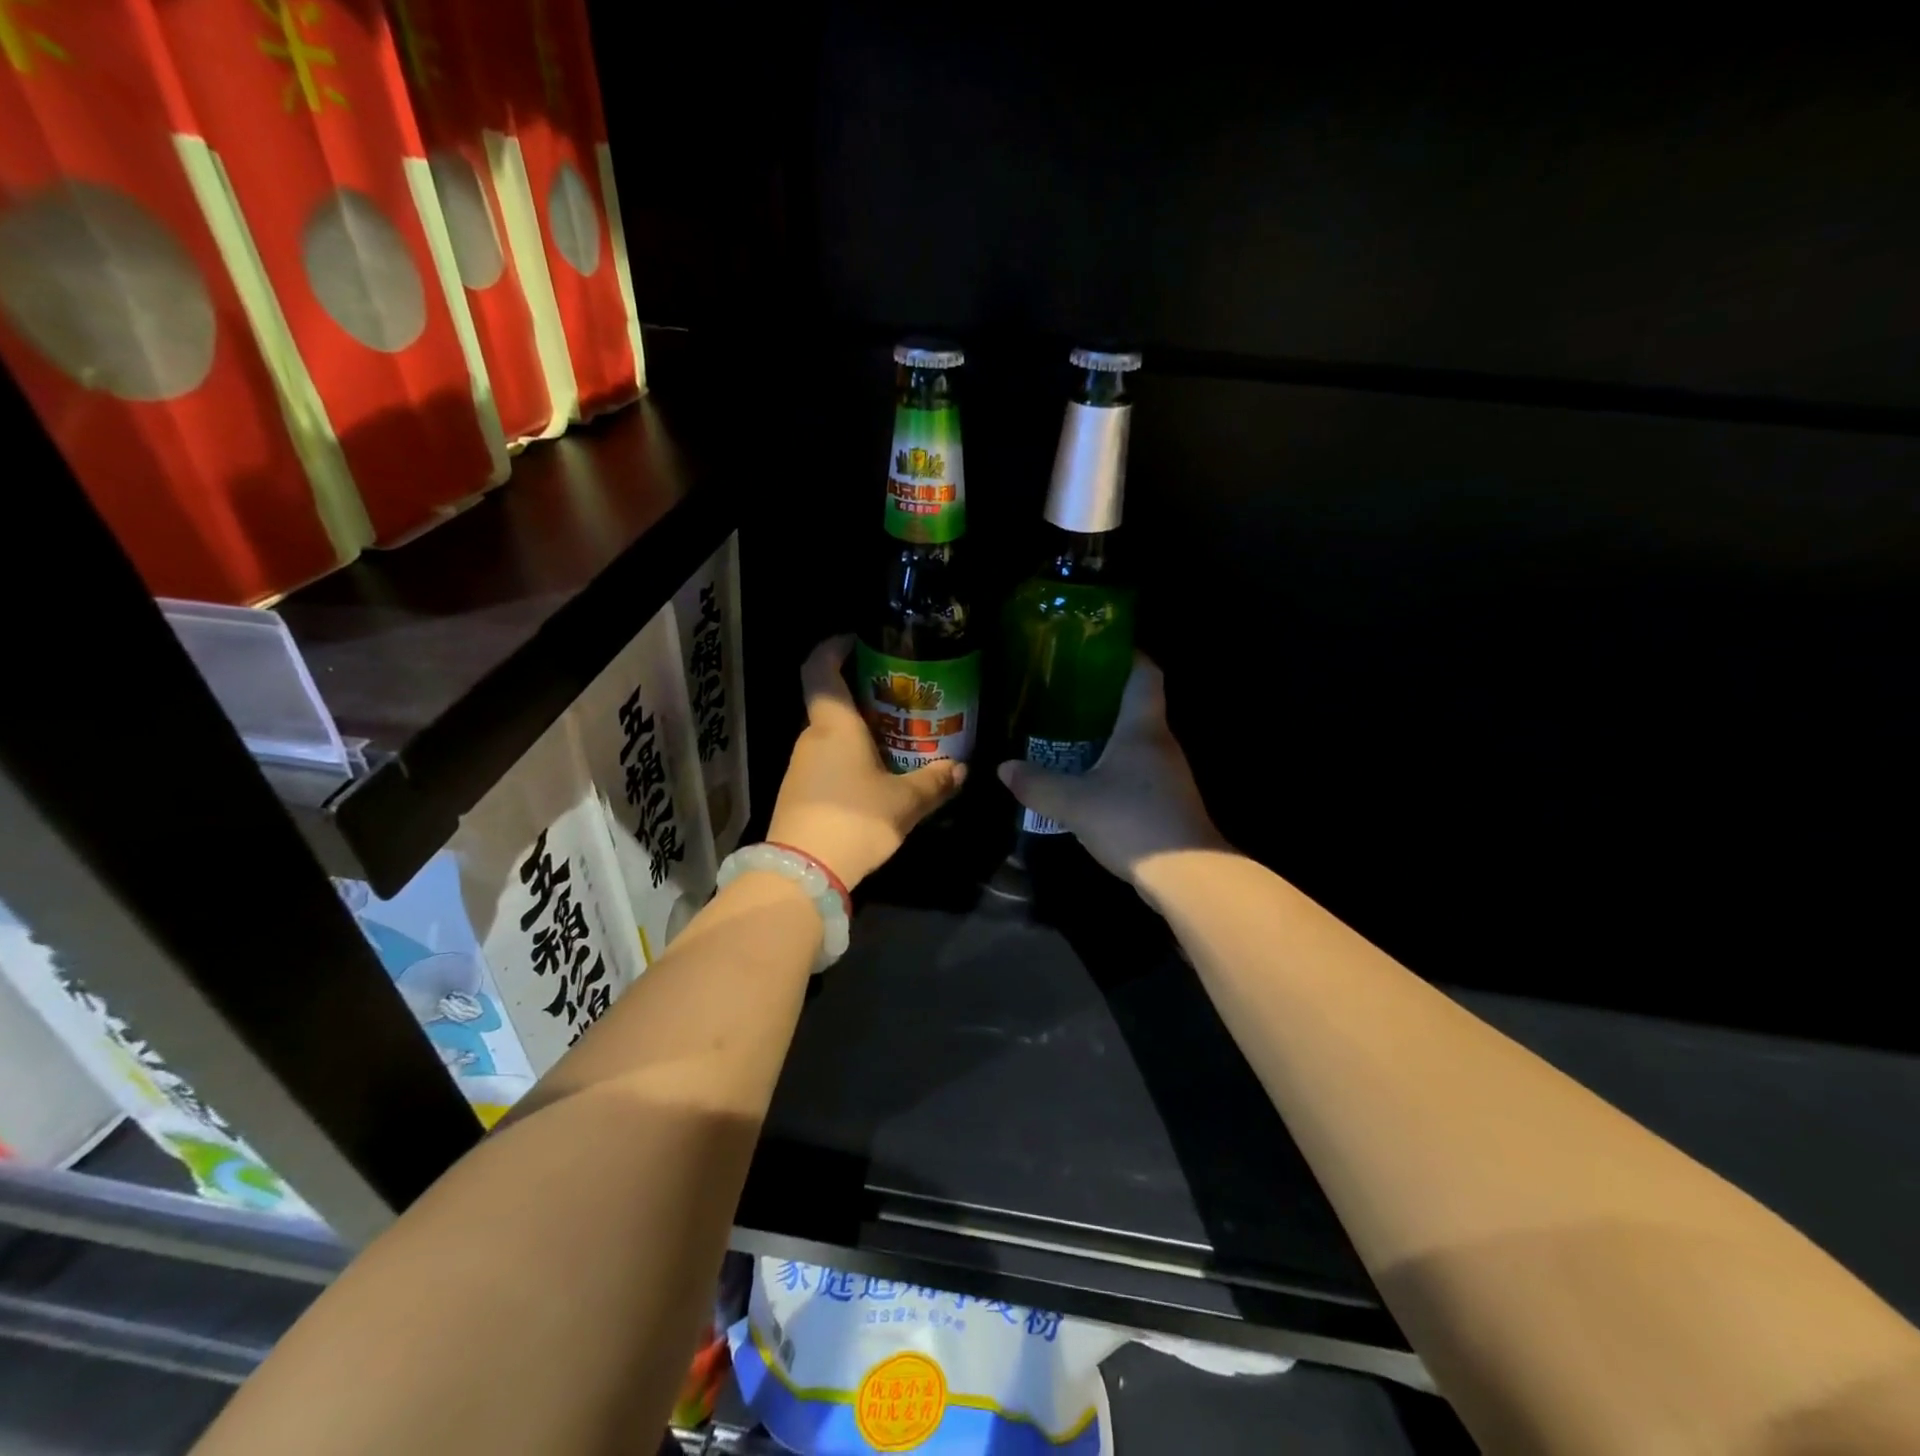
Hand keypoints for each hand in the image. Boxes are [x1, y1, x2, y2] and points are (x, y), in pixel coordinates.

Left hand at [766, 636, 965, 887]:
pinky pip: (828, 761)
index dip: (834, 647)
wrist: (802, 874)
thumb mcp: (904, 803)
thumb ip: (933, 783)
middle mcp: (812, 738)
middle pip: (833, 703)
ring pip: (832, 736)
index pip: (820, 668)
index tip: (857, 639)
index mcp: (834, 725)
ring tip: (899, 740)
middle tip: (903, 700)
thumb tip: (961, 768)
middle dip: (865, 696)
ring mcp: (802, 766)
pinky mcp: (799, 793)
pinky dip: (851, 758)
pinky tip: (877, 778)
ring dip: (861, 732)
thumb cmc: (854, 821)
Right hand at [998, 655, 1225, 883]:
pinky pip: (1138, 768)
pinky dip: (1114, 764)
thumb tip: (1004, 768)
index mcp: (1142, 727)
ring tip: (1068, 733)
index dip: (1126, 654)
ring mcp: (1169, 773)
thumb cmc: (1132, 821)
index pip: (1144, 673)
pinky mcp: (1168, 800)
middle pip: (1137, 705)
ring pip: (1136, 740)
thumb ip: (1037, 784)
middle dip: (1103, 696)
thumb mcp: (1074, 802)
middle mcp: (1161, 742)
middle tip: (1063, 694)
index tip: (1096, 648)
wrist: (1187, 876)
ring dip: (1107, 734)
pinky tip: (1088, 777)